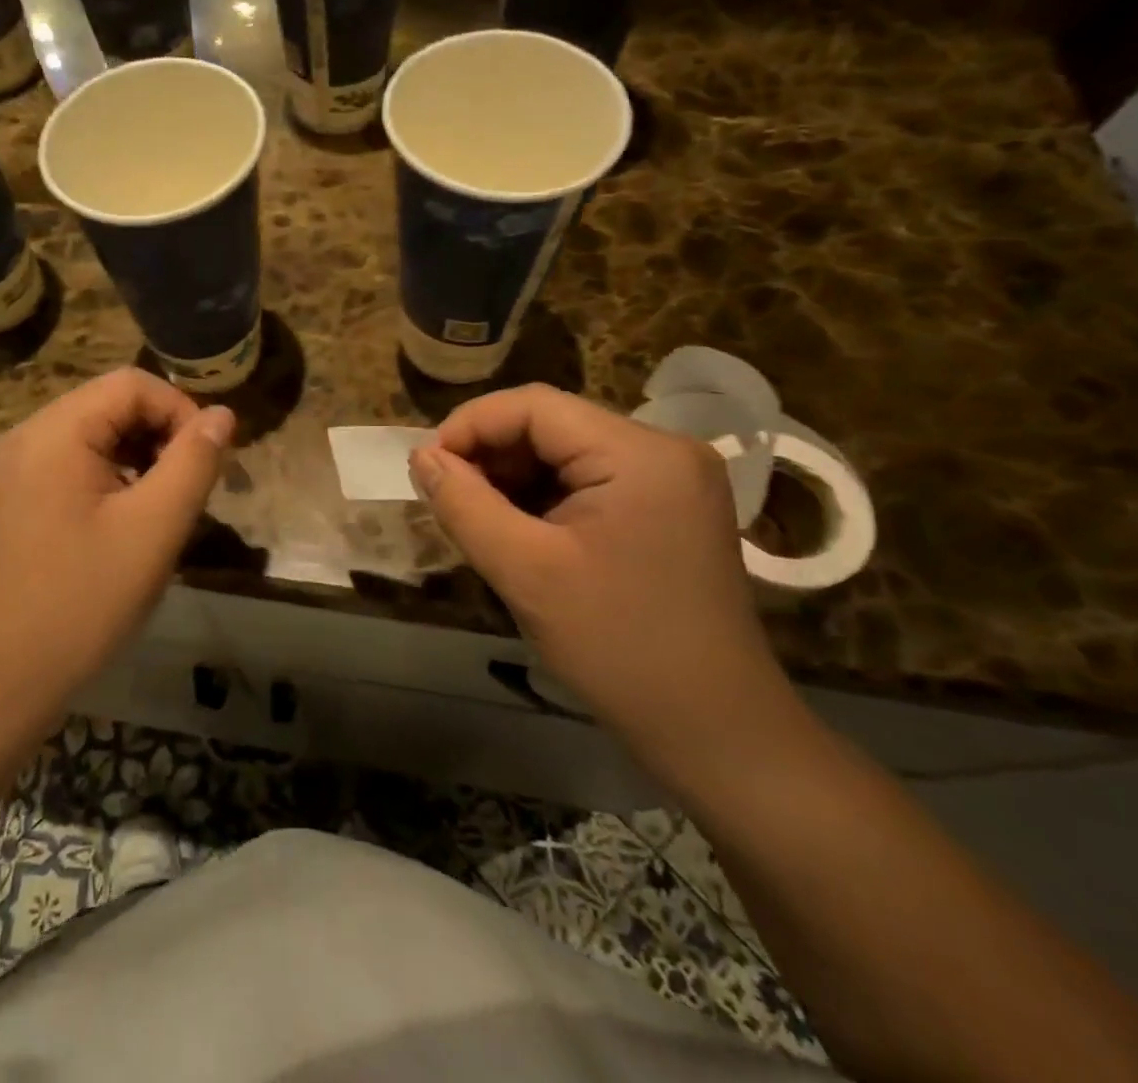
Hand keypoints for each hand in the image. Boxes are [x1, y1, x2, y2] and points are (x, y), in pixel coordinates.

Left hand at [0, 369, 234, 702]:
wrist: (5, 676)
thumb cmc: (85, 599)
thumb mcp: (155, 527)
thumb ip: (194, 462)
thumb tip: (223, 415)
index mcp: (54, 432)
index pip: (132, 384)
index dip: (181, 410)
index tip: (209, 461)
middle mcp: (29, 435)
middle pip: (112, 404)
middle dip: (162, 434)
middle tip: (190, 487)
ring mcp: (18, 466)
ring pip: (98, 433)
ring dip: (142, 455)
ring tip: (166, 504)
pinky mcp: (19, 494)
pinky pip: (78, 461)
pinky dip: (115, 475)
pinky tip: (131, 518)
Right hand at [409, 384, 792, 770]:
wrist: (716, 732)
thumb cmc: (618, 647)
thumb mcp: (525, 572)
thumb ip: (464, 504)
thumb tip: (421, 456)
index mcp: (640, 453)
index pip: (534, 406)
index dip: (470, 426)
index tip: (425, 467)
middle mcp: (664, 450)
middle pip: (553, 425)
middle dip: (491, 455)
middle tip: (446, 497)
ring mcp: (674, 479)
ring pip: (567, 453)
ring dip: (514, 478)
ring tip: (477, 517)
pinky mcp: (670, 508)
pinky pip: (591, 481)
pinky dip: (545, 498)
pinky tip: (519, 531)